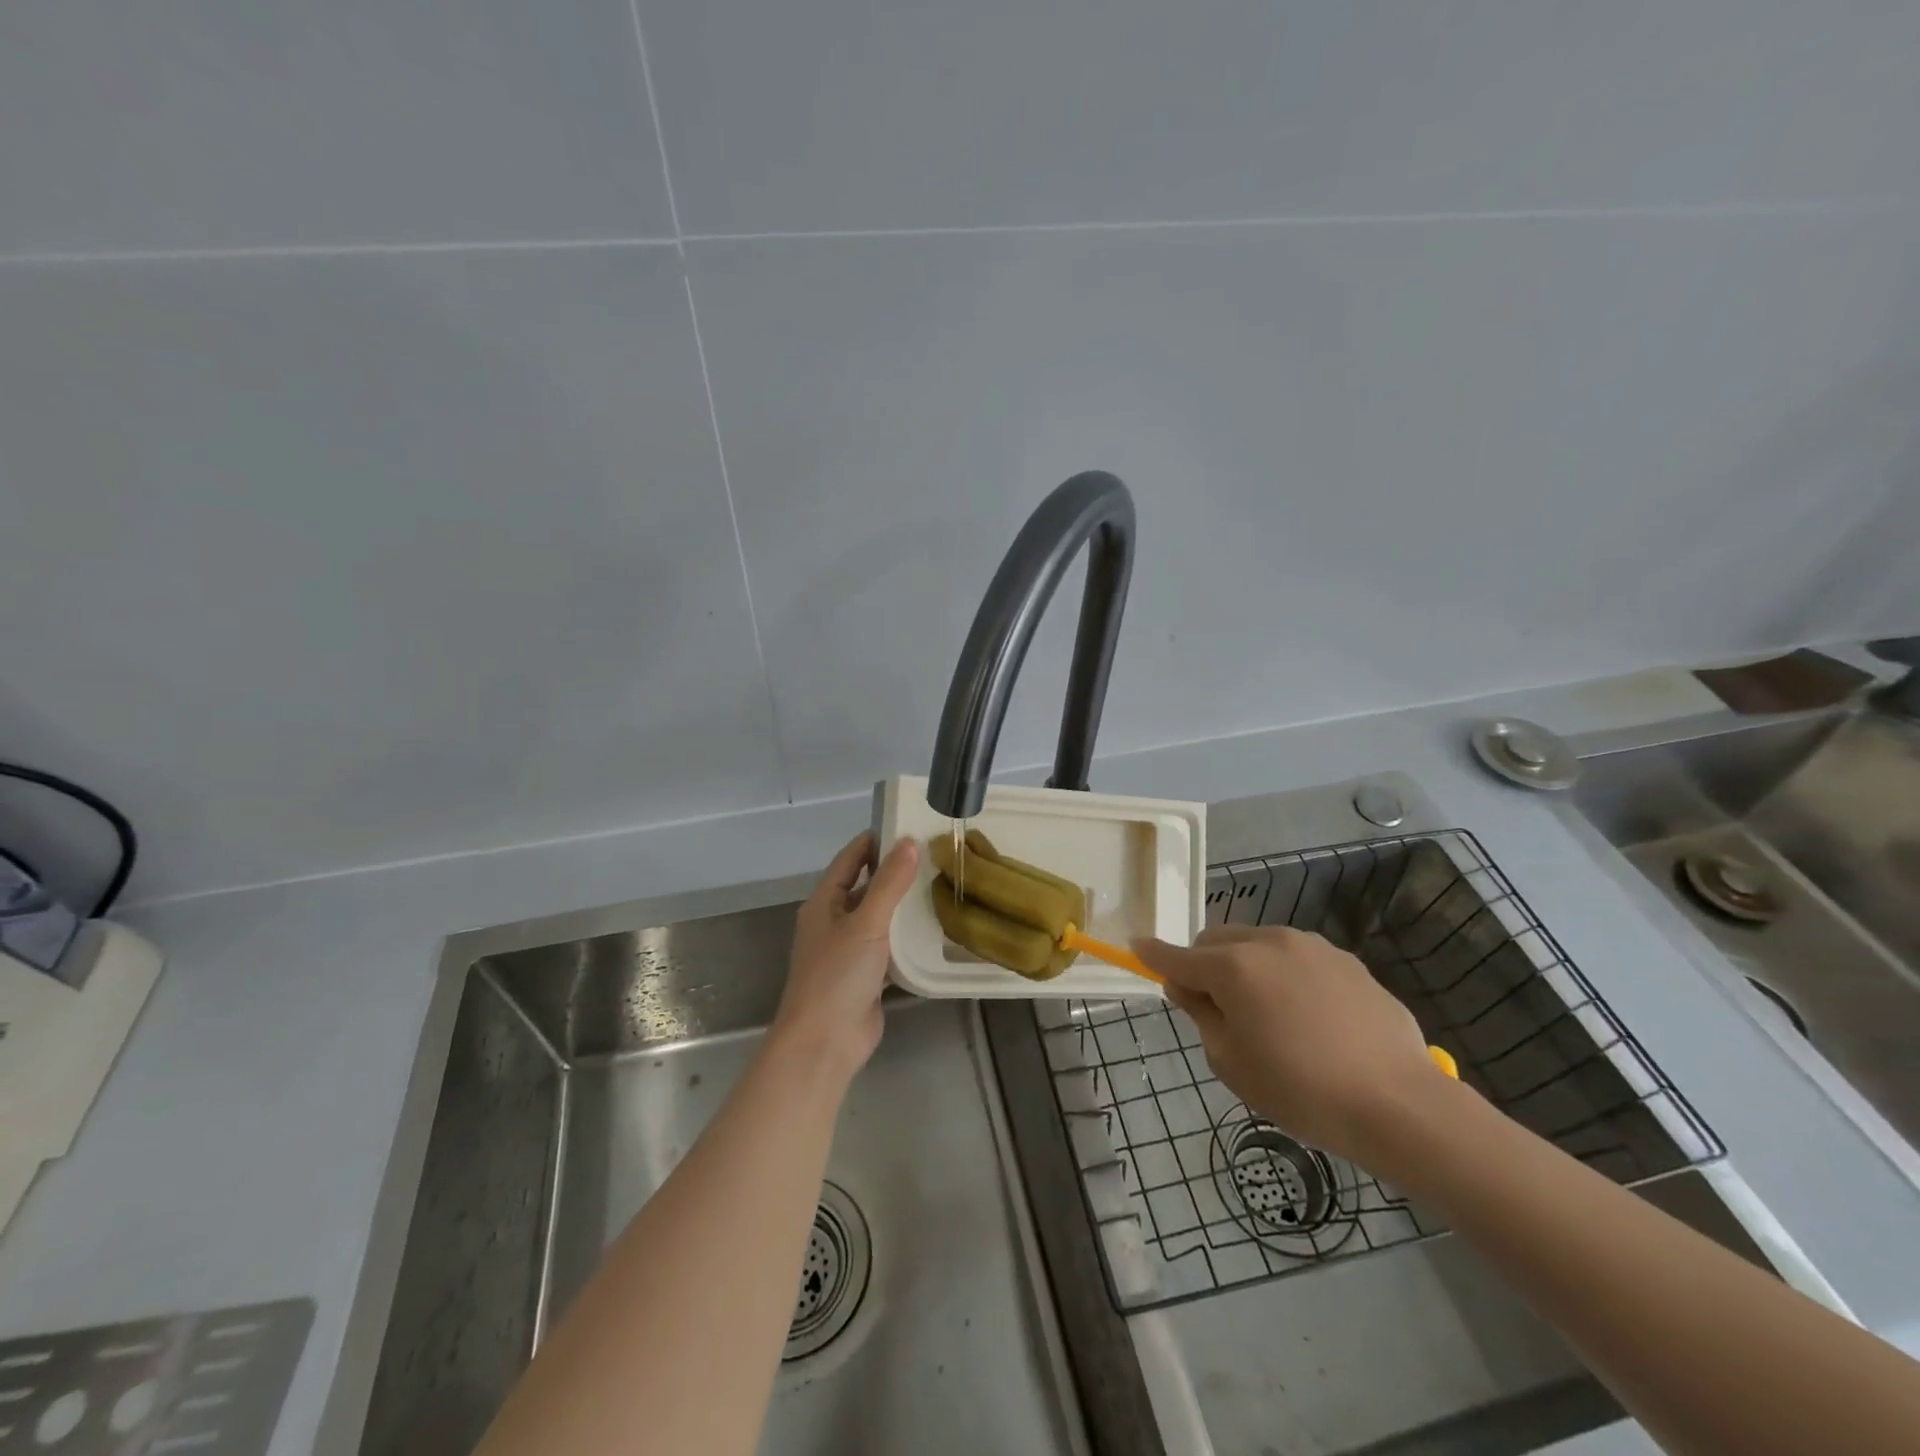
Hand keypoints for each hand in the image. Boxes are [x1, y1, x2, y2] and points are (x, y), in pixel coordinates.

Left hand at [773, 832, 919, 1077]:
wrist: (824, 1043)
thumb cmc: (837, 975)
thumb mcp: (866, 923)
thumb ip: (889, 883)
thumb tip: (910, 842)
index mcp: (824, 903)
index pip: (849, 859)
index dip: (874, 841)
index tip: (908, 826)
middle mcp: (833, 922)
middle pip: (864, 886)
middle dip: (894, 872)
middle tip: (934, 857)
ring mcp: (848, 951)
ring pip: (878, 918)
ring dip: (902, 906)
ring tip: (940, 886)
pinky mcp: (865, 977)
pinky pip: (888, 947)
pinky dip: (906, 938)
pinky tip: (933, 931)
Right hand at [1134, 925, 1448, 1164]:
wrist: (1400, 1105)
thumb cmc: (1302, 1091)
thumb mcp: (1231, 1063)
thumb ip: (1201, 1014)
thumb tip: (1187, 986)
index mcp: (1233, 967)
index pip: (1177, 956)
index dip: (1152, 954)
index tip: (1135, 948)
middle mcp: (1268, 942)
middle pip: (1216, 941)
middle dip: (1204, 965)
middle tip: (1217, 1010)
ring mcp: (1311, 946)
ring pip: (1256, 943)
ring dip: (1245, 966)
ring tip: (1268, 1015)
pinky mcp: (1345, 960)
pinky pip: (1295, 957)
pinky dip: (1284, 974)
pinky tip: (1309, 1017)